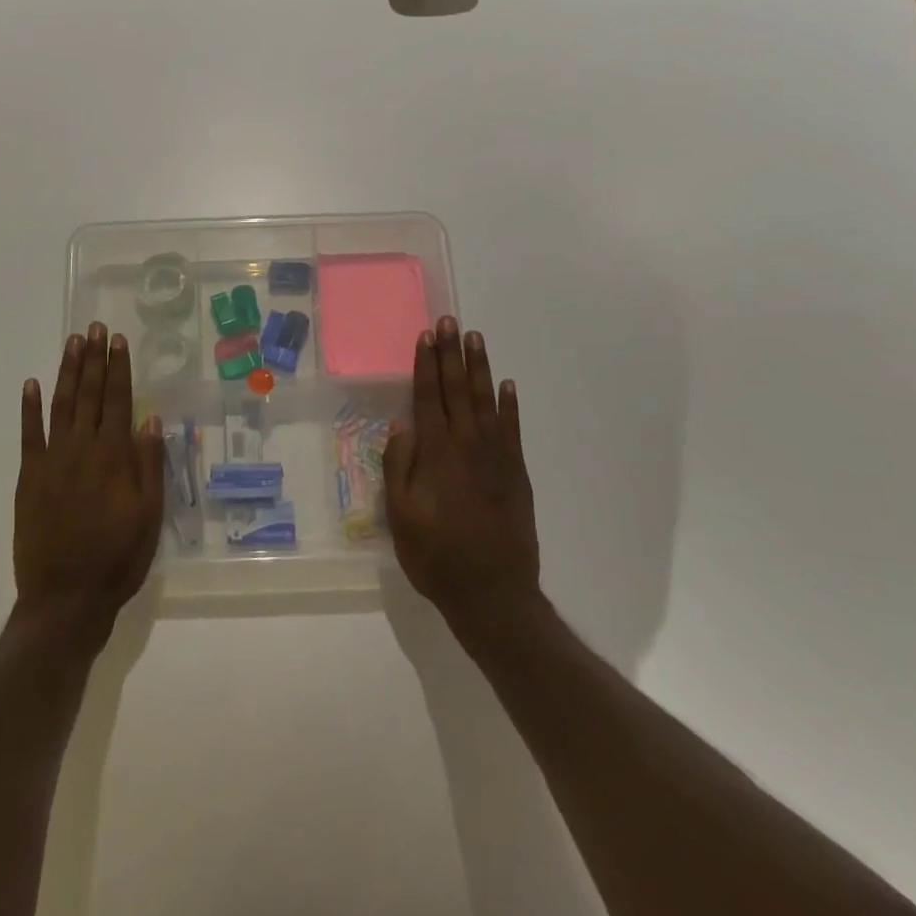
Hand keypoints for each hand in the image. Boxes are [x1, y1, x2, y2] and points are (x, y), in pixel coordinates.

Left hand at [14, 323, 165, 639]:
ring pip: (61, 405)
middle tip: (94, 328)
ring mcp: (52, 461)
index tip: (118, 340)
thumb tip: (151, 418)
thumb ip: (150, 465)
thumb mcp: (149, 516)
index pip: (119, 400)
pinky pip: (29, 435)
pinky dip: (29, 408)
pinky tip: (30, 384)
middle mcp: (83, 449)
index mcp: (114, 456)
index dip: (119, 368)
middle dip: (93, 359)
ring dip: (67, 372)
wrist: (66, 598)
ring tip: (72, 343)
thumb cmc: (117, 559)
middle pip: (89, 394)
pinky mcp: (29, 477)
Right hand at [384, 317, 542, 637]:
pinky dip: (510, 404)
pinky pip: (513, 429)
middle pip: (457, 390)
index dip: (426, 365)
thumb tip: (400, 426)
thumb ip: (399, 468)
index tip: (426, 336)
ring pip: (486, 401)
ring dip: (479, 368)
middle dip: (452, 354)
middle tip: (450, 321)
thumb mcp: (401, 517)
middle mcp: (467, 446)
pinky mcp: (516, 473)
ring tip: (475, 338)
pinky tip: (506, 384)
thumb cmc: (436, 557)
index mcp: (436, 454)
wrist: (493, 594)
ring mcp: (496, 457)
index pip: (428, 398)